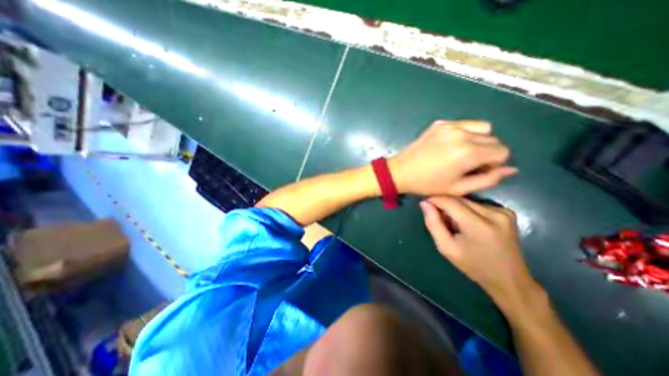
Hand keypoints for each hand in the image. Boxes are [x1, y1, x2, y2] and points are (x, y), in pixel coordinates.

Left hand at [391, 120, 518, 195]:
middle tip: (468, 164)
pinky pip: (464, 124)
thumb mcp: (458, 188)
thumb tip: (511, 169)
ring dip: (479, 140)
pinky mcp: (440, 123)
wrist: (400, 171)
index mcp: (468, 152)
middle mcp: (462, 134)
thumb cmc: (427, 184)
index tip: (479, 170)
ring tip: (462, 153)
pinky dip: (465, 133)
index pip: (502, 151)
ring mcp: (450, 125)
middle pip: (493, 139)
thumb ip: (488, 179)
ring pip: (482, 128)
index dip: (495, 163)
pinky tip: (451, 145)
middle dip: (487, 152)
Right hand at [420, 197, 538, 310]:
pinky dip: (467, 210)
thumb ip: (433, 224)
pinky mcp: (507, 212)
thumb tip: (424, 203)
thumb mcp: (446, 248)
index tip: (425, 205)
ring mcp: (503, 212)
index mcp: (478, 225)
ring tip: (454, 224)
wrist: (509, 279)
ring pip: (467, 201)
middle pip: (459, 199)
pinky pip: (477, 205)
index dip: (434, 200)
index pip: (449, 201)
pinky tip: (468, 224)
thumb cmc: (472, 266)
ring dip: (455, 208)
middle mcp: (493, 213)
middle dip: (444, 205)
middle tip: (439, 219)